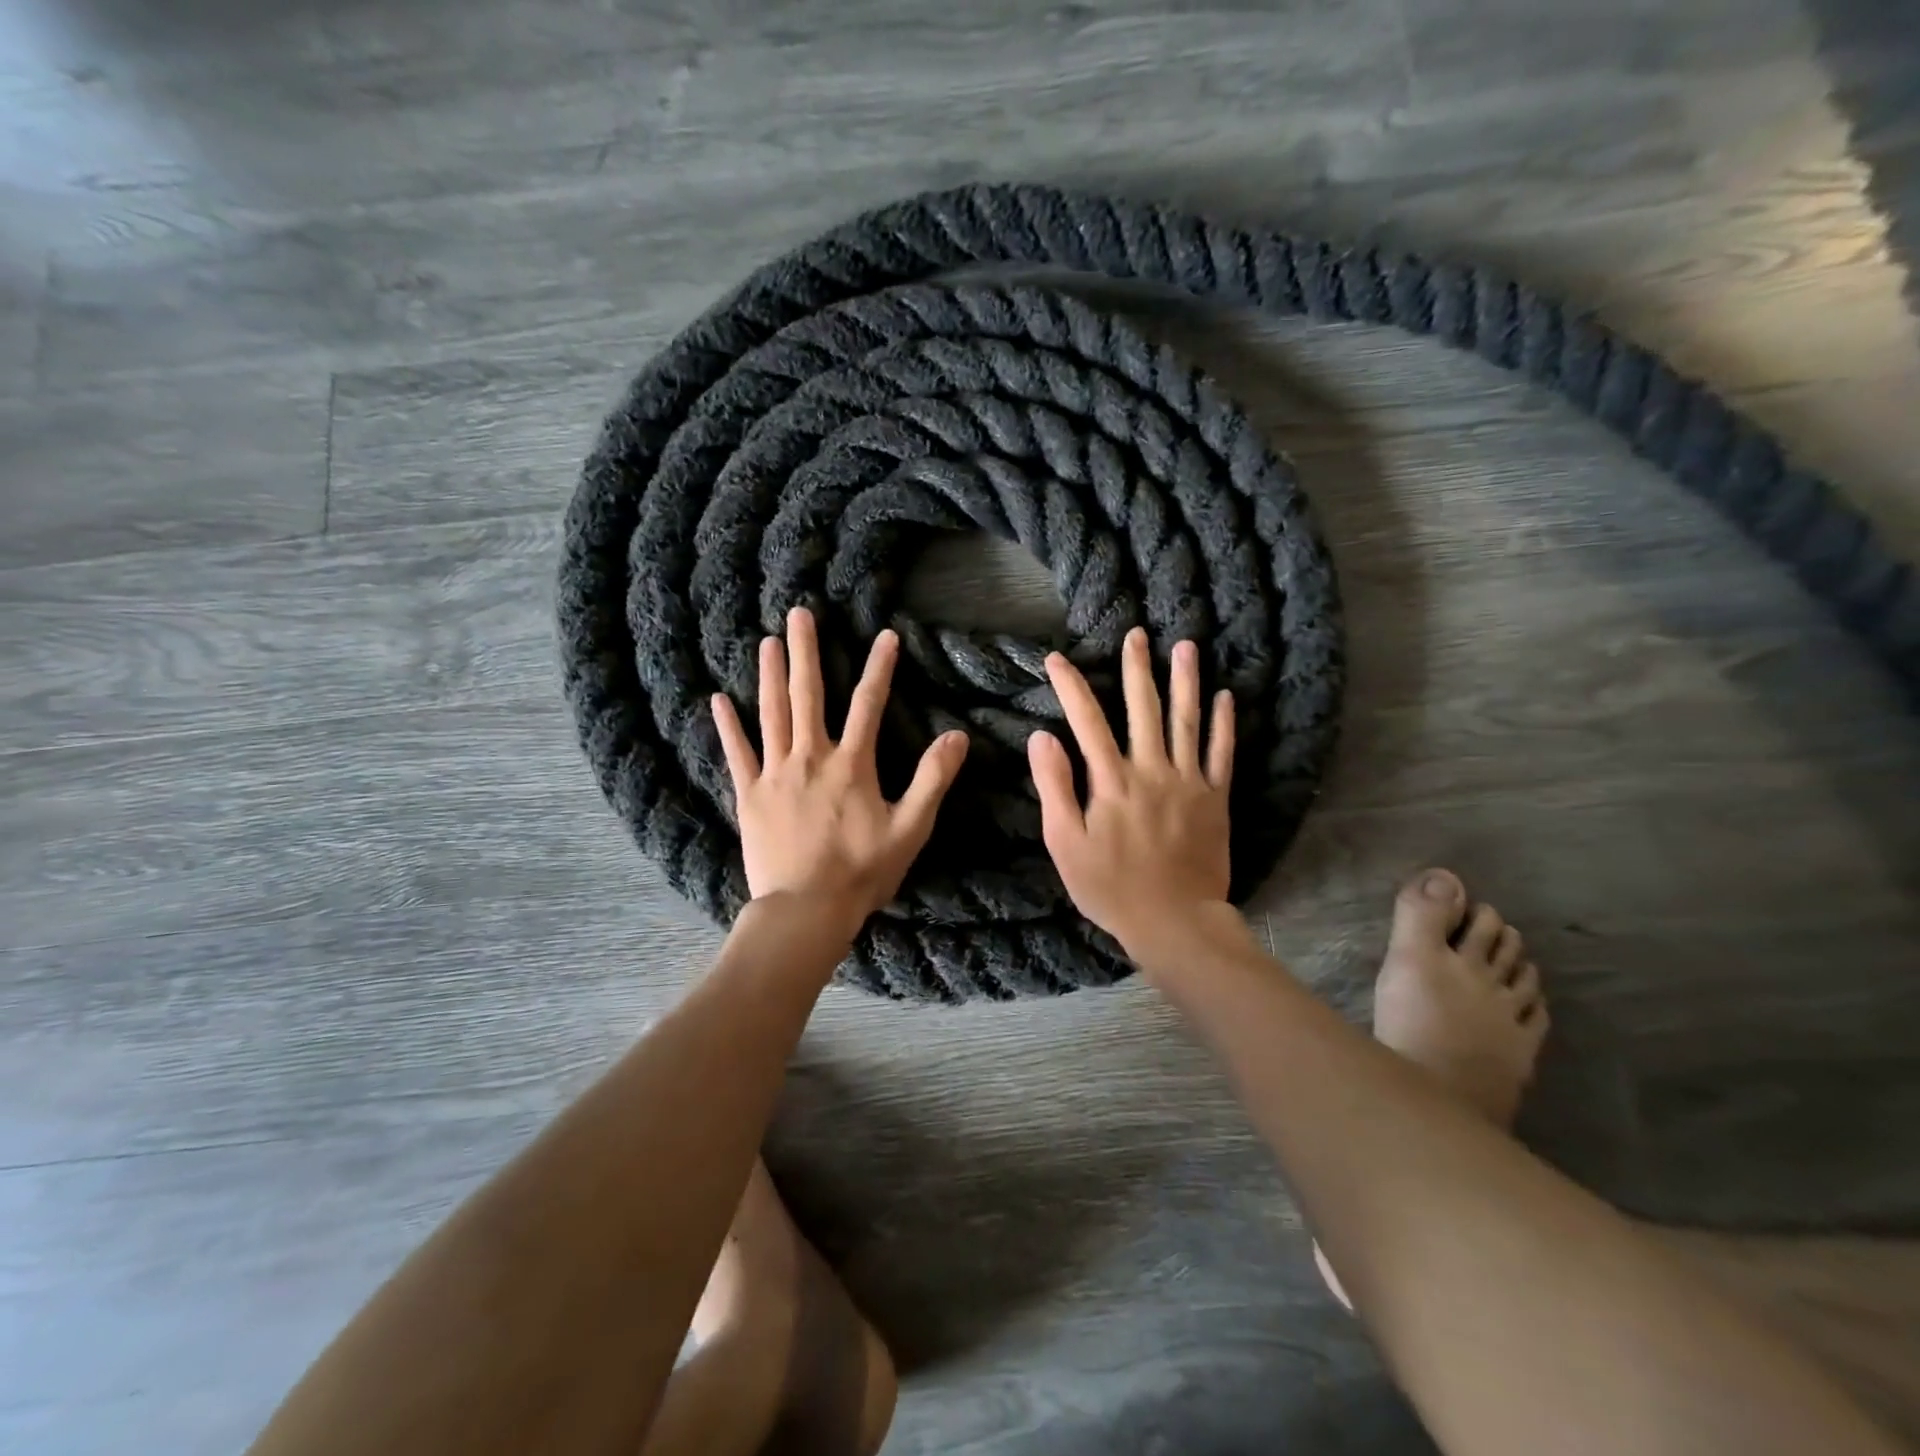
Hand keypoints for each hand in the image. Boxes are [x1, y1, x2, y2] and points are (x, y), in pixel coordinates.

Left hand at [712, 607, 969, 940]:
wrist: (805, 910)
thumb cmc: (862, 871)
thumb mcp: (910, 828)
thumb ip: (933, 780)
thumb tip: (957, 736)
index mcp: (851, 765)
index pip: (868, 705)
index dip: (880, 668)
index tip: (886, 636)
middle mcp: (810, 758)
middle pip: (808, 695)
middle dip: (806, 652)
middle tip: (799, 614)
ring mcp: (775, 774)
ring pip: (772, 714)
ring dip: (770, 675)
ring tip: (768, 641)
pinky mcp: (750, 795)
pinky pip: (737, 753)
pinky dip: (728, 726)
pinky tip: (718, 700)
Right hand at [1028, 627, 1235, 960]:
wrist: (1174, 920)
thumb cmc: (1110, 887)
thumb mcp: (1066, 844)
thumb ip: (1055, 788)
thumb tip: (1043, 738)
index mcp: (1111, 781)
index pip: (1087, 721)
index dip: (1071, 686)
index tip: (1057, 659)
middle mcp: (1151, 770)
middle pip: (1142, 709)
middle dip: (1136, 668)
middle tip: (1136, 634)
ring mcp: (1188, 782)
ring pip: (1186, 721)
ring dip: (1185, 681)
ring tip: (1186, 646)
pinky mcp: (1215, 799)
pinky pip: (1222, 754)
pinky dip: (1224, 724)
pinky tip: (1226, 697)